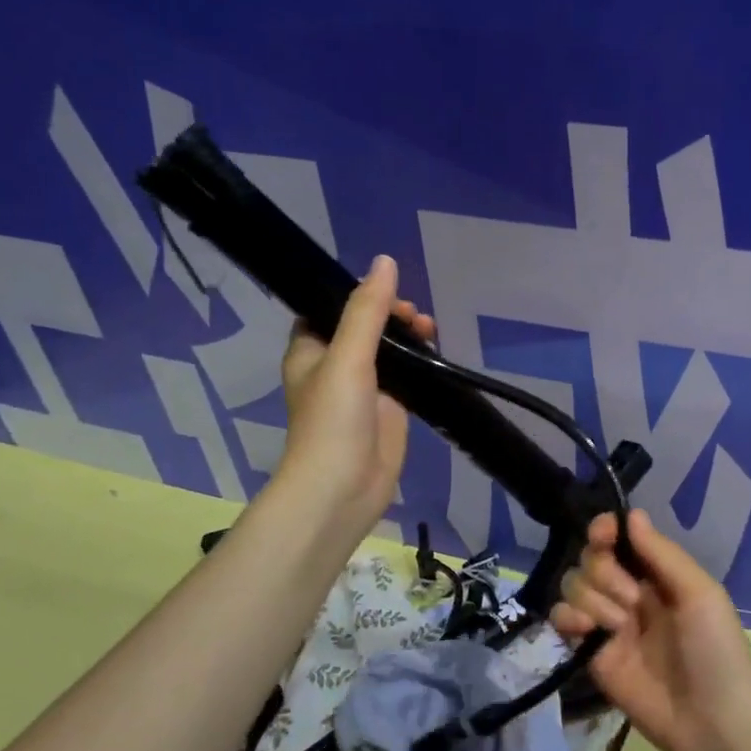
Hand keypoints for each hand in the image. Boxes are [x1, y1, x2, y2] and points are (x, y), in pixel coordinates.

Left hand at [277, 255, 435, 536]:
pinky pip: (407, 378)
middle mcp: (336, 367)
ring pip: (389, 352)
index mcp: (311, 351)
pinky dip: (421, 364)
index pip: (331, 309)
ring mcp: (365, 391)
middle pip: (365, 327)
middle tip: (415, 316)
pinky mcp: (390, 411)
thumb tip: (385, 262)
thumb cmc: (334, 420)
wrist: (343, 488)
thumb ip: (366, 311)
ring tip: (430, 329)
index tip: (388, 290)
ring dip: (408, 338)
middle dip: (390, 315)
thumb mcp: (348, 357)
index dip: (358, 295)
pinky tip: (439, 354)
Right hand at [551, 510, 750, 750]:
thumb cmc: (717, 651)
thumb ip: (662, 554)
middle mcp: (630, 593)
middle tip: (633, 601)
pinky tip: (586, 632)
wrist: (713, 723)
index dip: (605, 530)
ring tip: (620, 627)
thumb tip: (631, 515)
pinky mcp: (591, 654)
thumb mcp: (700, 595)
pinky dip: (567, 618)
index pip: (619, 538)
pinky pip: (562, 620)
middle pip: (591, 559)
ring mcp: (608, 623)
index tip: (603, 534)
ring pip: (574, 585)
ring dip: (593, 599)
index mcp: (659, 575)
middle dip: (605, 573)